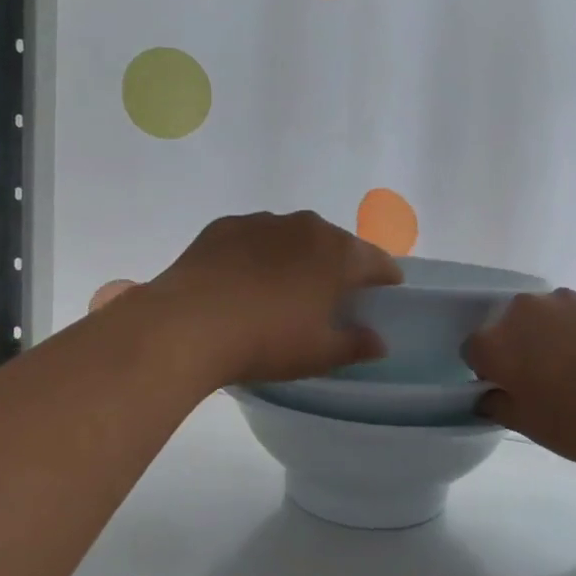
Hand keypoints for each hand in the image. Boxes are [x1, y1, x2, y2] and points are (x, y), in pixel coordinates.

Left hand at [147, 211, 401, 385]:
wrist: (189, 325)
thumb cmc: (266, 341)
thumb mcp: (318, 354)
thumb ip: (355, 345)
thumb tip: (378, 342)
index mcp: (337, 253)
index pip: (377, 260)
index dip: (386, 278)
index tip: (385, 293)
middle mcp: (305, 226)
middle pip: (335, 243)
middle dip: (339, 265)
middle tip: (331, 296)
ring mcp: (262, 221)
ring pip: (293, 236)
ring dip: (297, 256)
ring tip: (283, 288)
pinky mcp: (225, 226)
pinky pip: (254, 238)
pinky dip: (258, 253)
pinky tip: (244, 280)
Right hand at [465, 289, 575, 476]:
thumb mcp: (531, 426)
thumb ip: (498, 405)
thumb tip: (489, 394)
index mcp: (497, 341)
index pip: (474, 350)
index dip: (487, 372)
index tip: (508, 391)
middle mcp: (525, 310)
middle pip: (508, 326)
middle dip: (517, 349)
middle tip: (542, 382)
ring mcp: (567, 301)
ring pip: (544, 319)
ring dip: (549, 338)